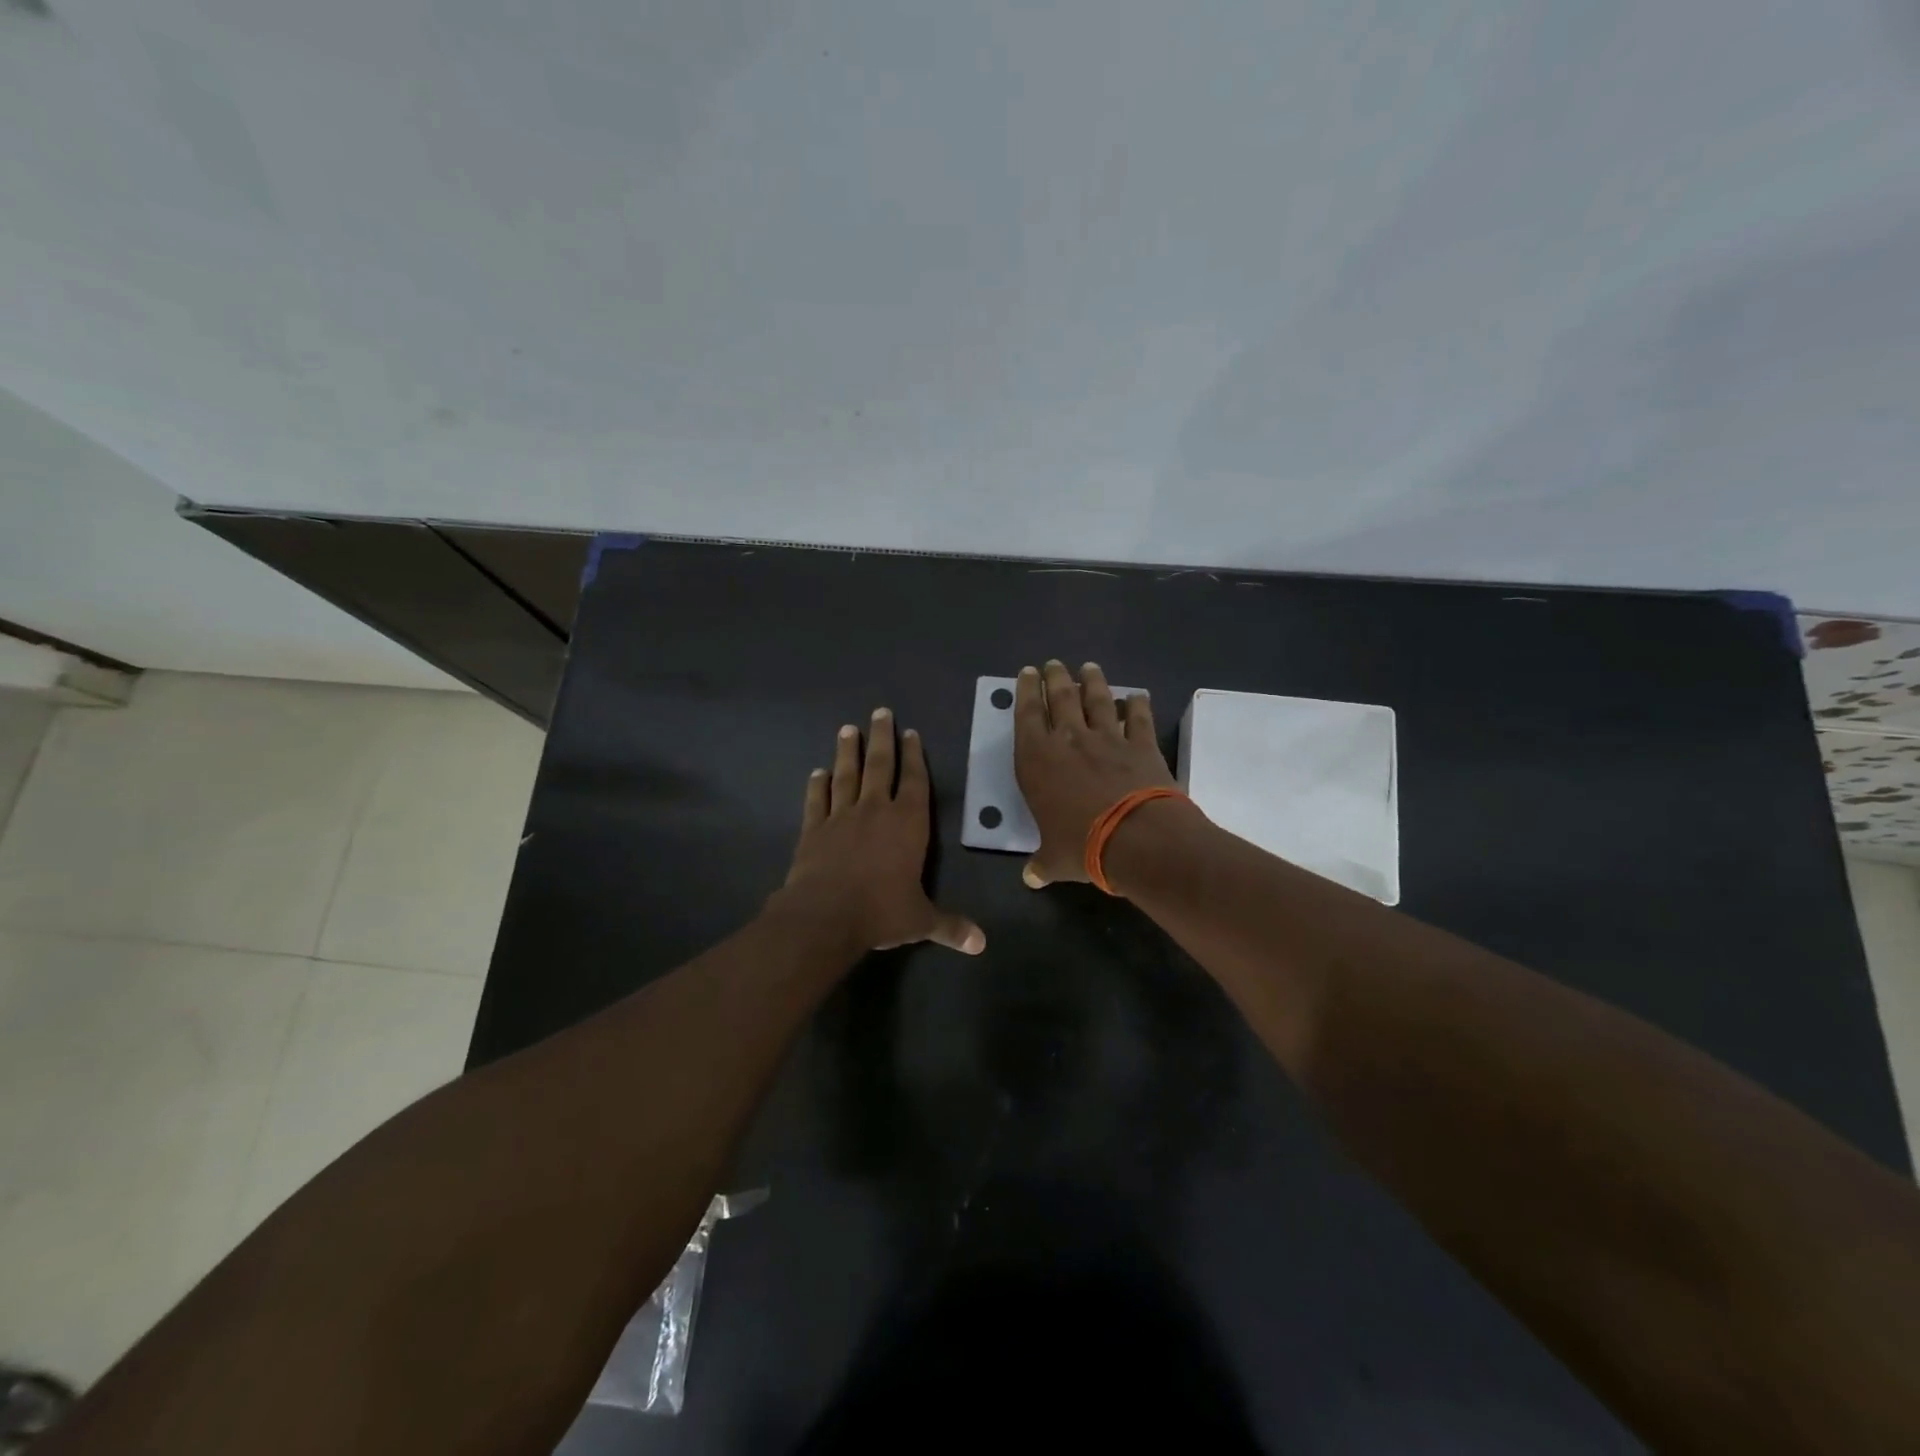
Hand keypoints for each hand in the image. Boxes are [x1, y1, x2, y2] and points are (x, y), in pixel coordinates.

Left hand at [776, 708, 985, 955]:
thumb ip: (950, 926)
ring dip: (848, 751)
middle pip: (880, 765)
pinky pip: (817, 800)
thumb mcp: (921, 921)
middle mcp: (875, 810)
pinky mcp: (813, 829)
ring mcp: (841, 816)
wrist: (825, 915)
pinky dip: (817, 785)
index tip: (911, 733)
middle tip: (880, 712)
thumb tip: (981, 944)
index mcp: (908, 823)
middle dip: (882, 738)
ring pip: (846, 775)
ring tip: (848, 729)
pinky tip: (817, 772)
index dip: (914, 756)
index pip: (915, 781)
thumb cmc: (881, 912)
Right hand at [1014, 660, 1177, 887]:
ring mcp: (1108, 739)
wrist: (1135, 838)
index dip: (1027, 691)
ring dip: (1093, 681)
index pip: (1028, 715)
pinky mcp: (1141, 745)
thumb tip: (1031, 878)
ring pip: (1098, 700)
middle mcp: (1069, 740)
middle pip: (1061, 698)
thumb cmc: (1081, 846)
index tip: (1028, 673)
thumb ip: (1042, 863)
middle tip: (1054, 664)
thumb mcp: (1054, 859)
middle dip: (1056, 678)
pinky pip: (1138, 718)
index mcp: (1037, 760)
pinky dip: (1137, 705)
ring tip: (1090, 667)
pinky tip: (1137, 695)